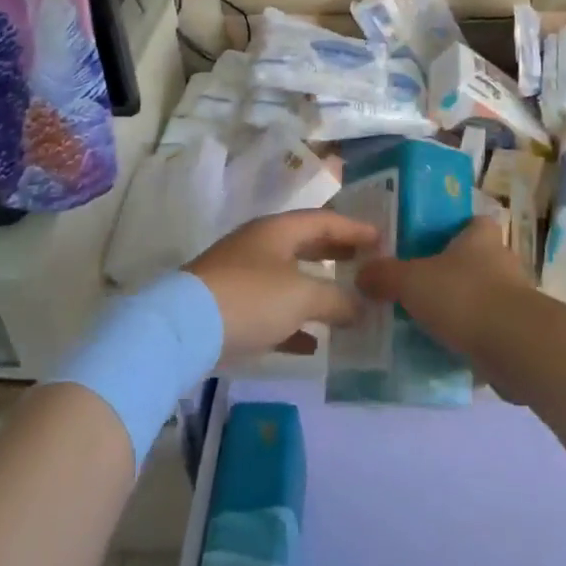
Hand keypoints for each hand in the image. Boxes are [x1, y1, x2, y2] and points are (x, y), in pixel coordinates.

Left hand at [186, 210, 379, 363]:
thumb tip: (362, 305)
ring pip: (290, 279)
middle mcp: (260, 247)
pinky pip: (273, 312)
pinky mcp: (231, 309)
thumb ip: (337, 298)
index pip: (324, 221)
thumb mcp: (301, 295)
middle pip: (306, 246)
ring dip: (318, 291)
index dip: (355, 229)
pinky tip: (314, 344)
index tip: (383, 239)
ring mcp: (243, 277)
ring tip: (349, 304)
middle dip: (337, 255)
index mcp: (277, 231)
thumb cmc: (250, 298)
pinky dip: (295, 324)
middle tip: (368, 264)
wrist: (183, 330)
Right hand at [356, 217, 535, 382]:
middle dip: (450, 273)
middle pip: (473, 260)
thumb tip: (361, 274)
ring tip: (425, 323)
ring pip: (480, 297)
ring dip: (460, 308)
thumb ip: (384, 275)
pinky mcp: (518, 333)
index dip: (452, 229)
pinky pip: (487, 331)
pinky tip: (443, 351)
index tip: (427, 243)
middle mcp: (502, 261)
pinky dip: (469, 339)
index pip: (471, 221)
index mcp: (480, 237)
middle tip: (417, 287)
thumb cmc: (463, 296)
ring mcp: (514, 299)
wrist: (514, 347)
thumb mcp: (411, 281)